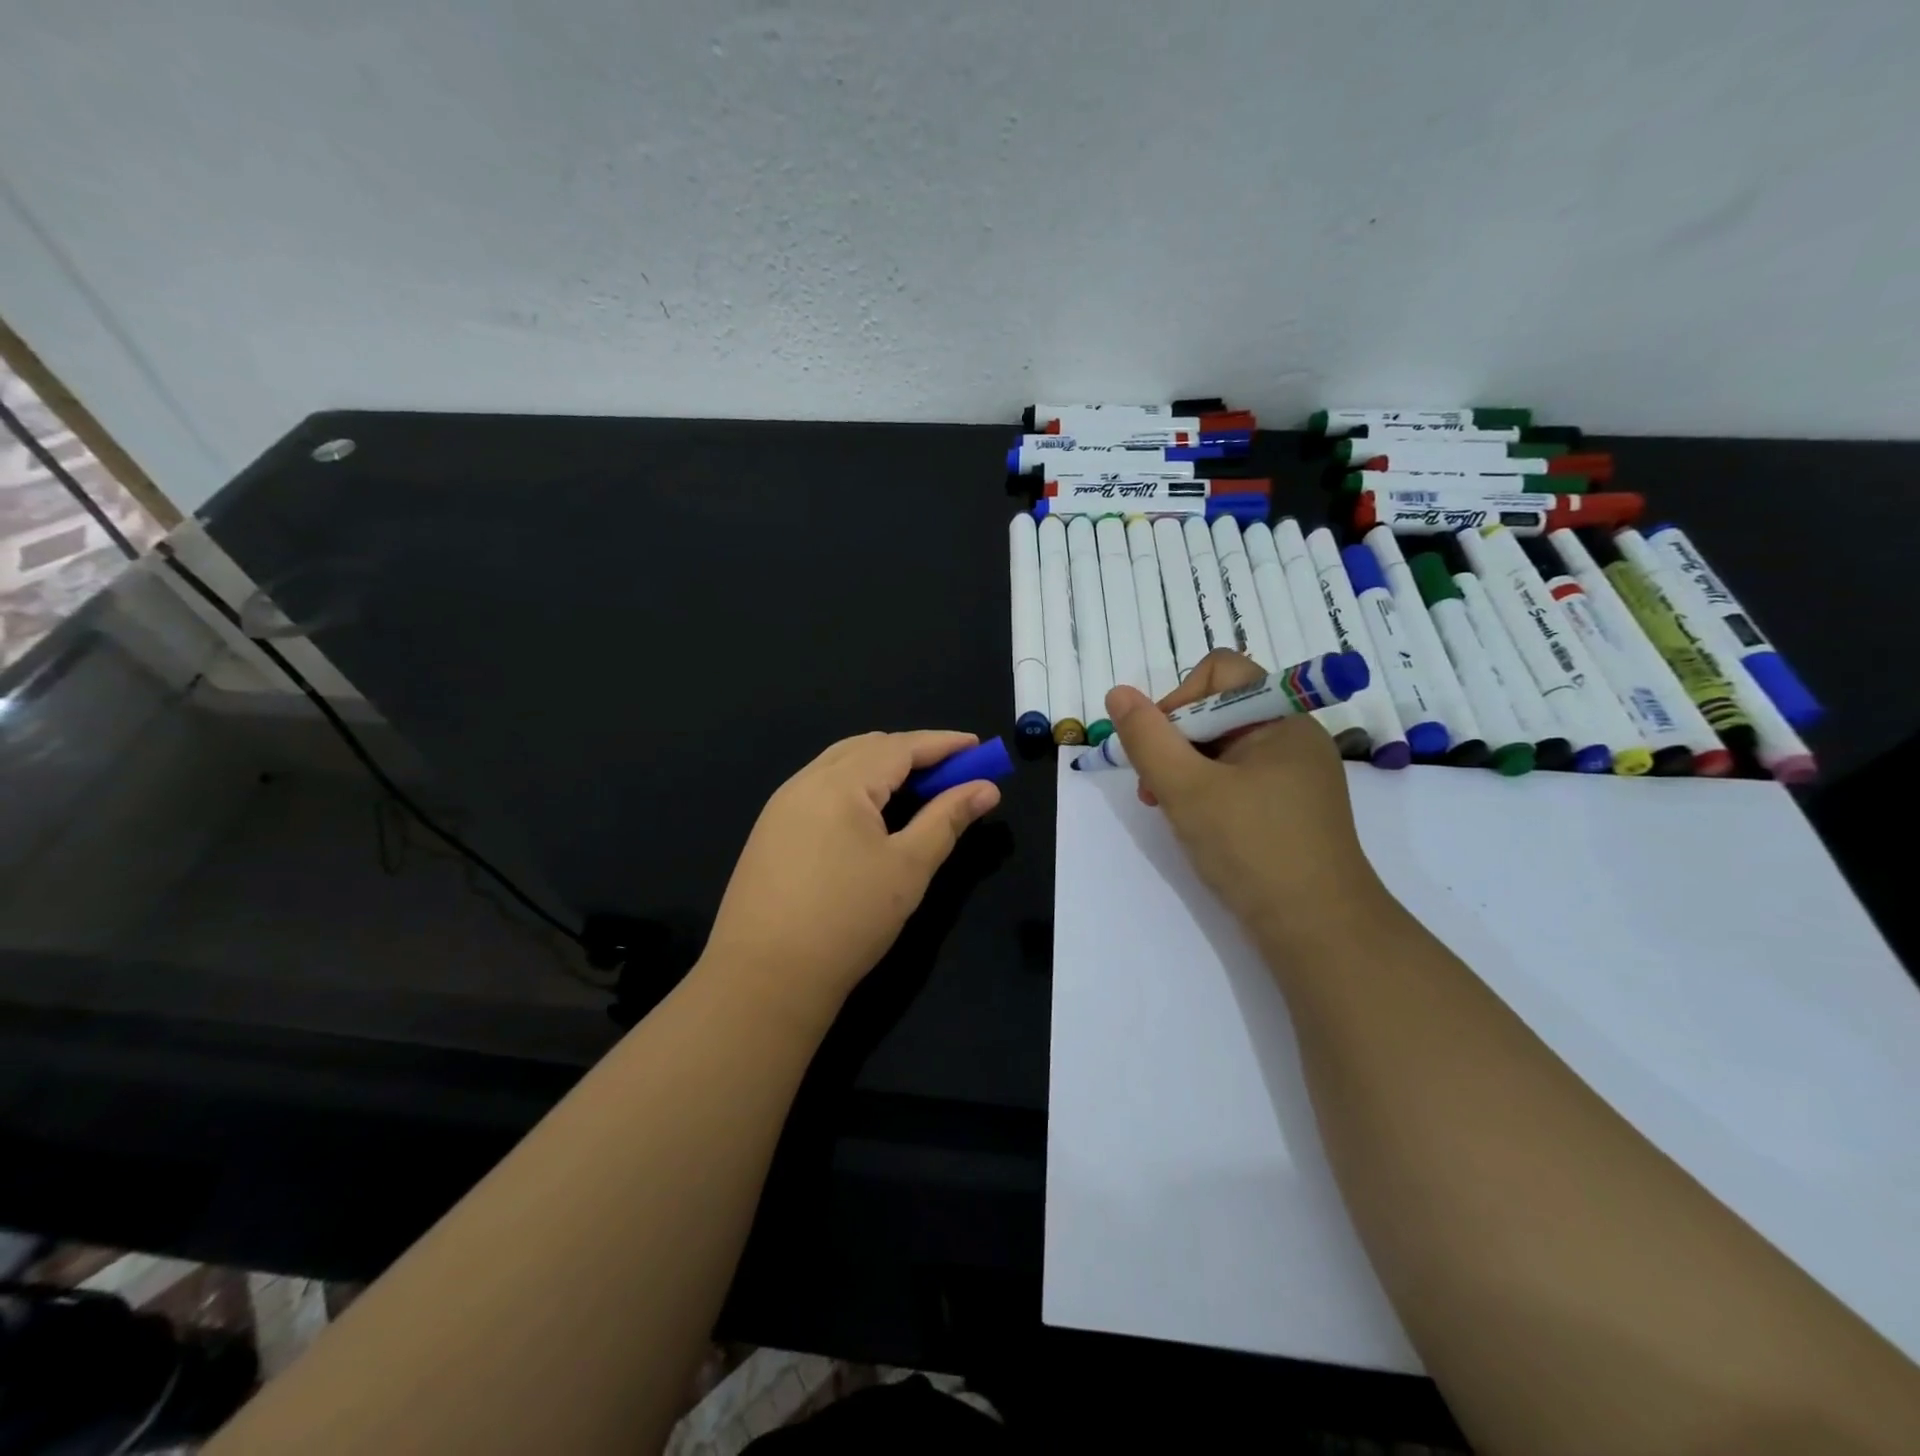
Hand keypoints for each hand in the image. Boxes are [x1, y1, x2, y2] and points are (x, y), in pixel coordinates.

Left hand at [701, 731, 1000, 1019]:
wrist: (763, 980)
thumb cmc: (847, 920)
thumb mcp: (908, 868)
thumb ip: (947, 819)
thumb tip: (987, 788)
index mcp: (839, 783)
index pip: (900, 747)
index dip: (943, 744)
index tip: (979, 746)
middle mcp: (805, 782)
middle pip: (867, 748)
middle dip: (913, 753)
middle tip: (953, 772)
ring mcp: (781, 806)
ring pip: (840, 765)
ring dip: (882, 768)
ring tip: (918, 789)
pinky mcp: (770, 832)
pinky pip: (821, 789)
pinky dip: (856, 787)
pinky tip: (871, 815)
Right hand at [1106, 650, 1386, 944]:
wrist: (1318, 931)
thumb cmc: (1253, 848)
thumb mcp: (1186, 789)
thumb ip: (1147, 738)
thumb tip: (1119, 693)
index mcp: (1282, 718)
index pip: (1221, 671)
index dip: (1179, 698)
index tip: (1158, 745)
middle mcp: (1292, 737)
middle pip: (1218, 709)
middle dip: (1175, 741)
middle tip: (1154, 787)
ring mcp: (1294, 775)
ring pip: (1223, 748)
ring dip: (1185, 769)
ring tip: (1167, 808)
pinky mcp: (1289, 808)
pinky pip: (1237, 778)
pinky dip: (1207, 792)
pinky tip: (1194, 824)